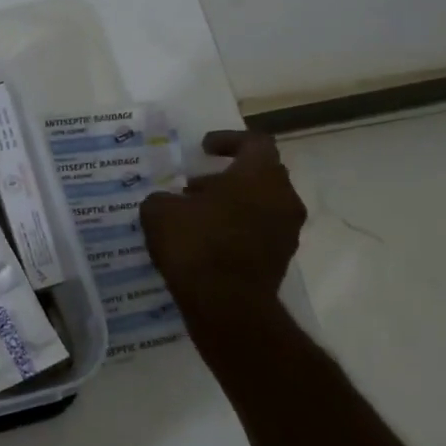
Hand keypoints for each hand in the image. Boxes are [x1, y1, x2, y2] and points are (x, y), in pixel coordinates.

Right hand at [139, 131, 306, 311]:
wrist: (227, 305)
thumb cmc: (196, 245)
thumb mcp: (159, 212)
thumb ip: (164, 198)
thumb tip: (169, 201)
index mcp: (259, 175)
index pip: (254, 142)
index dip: (228, 140)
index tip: (204, 148)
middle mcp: (282, 197)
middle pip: (259, 174)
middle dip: (227, 176)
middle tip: (194, 186)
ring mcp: (286, 230)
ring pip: (260, 204)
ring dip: (231, 204)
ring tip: (195, 216)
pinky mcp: (280, 258)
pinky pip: (258, 231)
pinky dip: (236, 228)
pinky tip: (205, 241)